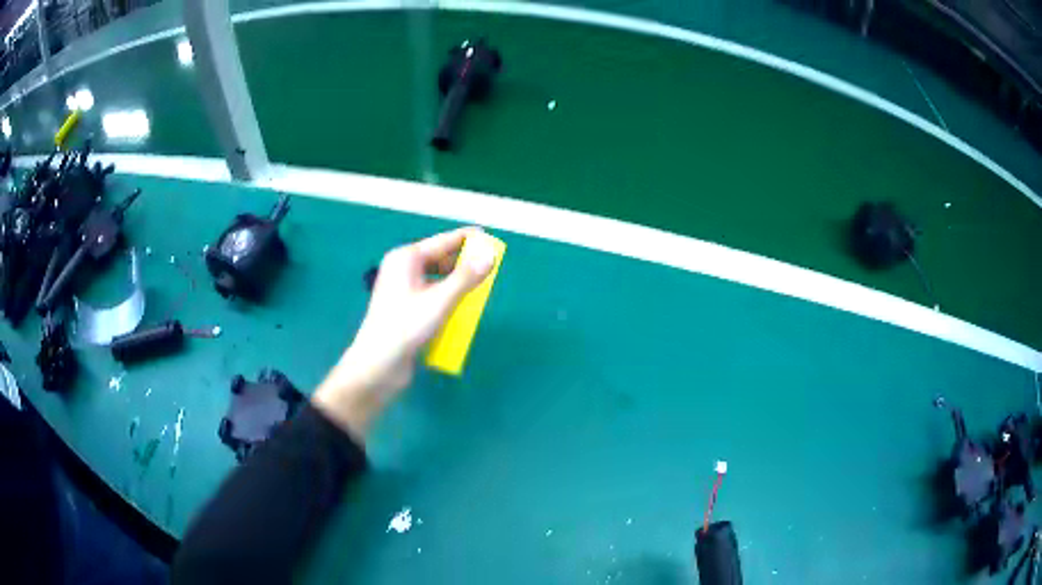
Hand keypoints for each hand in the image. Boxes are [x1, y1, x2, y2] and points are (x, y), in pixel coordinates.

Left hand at [313, 227, 495, 439]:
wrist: (379, 364)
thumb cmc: (406, 327)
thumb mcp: (441, 301)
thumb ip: (467, 277)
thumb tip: (490, 255)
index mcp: (406, 258)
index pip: (443, 241)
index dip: (467, 238)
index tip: (488, 235)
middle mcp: (402, 268)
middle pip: (439, 258)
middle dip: (463, 262)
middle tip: (488, 266)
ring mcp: (402, 289)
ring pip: (436, 277)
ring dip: (456, 282)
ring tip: (478, 287)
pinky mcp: (404, 308)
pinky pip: (430, 294)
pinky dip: (446, 296)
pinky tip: (459, 307)